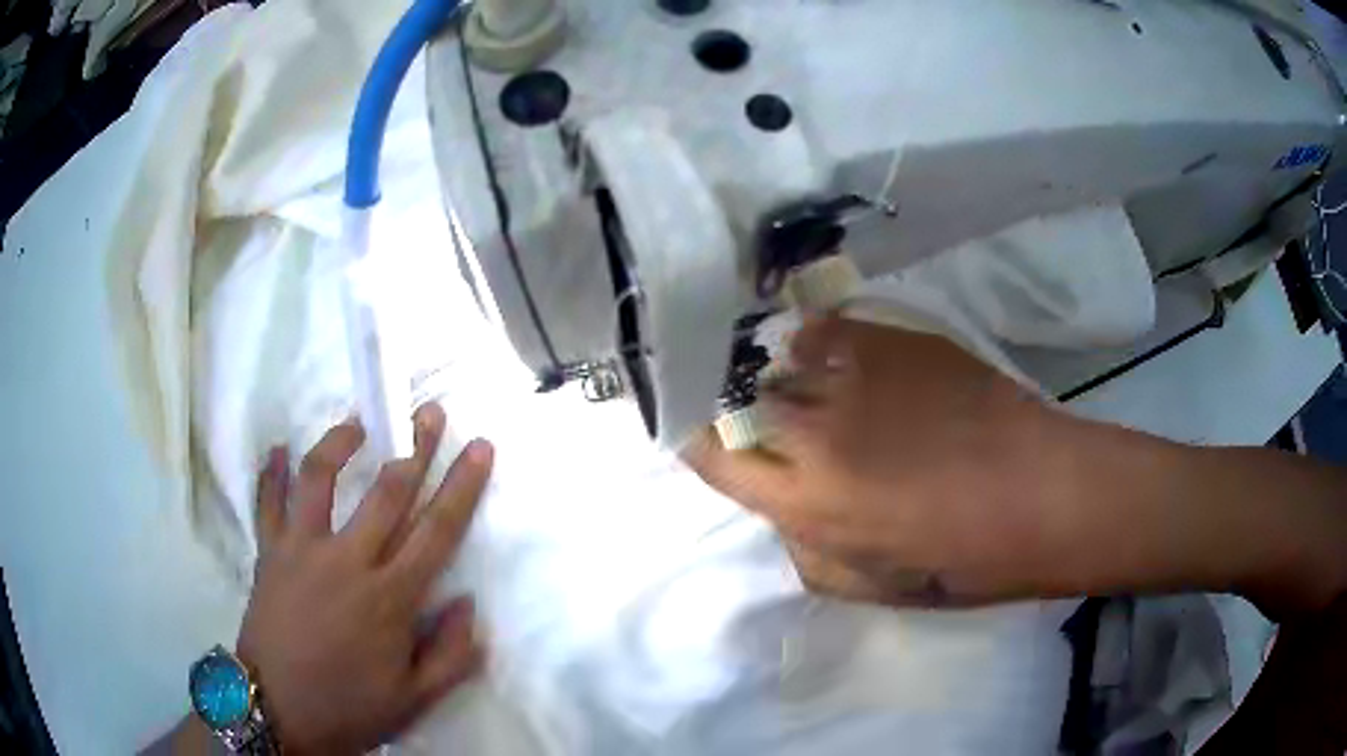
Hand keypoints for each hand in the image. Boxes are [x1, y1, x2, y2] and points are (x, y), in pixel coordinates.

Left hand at [236, 404, 493, 754]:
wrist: (276, 712)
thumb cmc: (348, 708)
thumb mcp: (413, 701)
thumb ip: (451, 656)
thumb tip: (468, 604)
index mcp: (389, 599)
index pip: (436, 532)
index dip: (461, 486)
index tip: (479, 446)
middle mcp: (346, 561)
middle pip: (386, 492)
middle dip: (414, 447)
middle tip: (428, 412)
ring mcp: (301, 551)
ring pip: (320, 479)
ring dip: (340, 443)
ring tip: (356, 422)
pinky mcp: (268, 553)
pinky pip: (267, 502)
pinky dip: (272, 473)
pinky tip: (279, 449)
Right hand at [685, 315, 1150, 606]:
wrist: (1041, 494)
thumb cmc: (964, 559)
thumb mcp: (871, 588)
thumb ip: (807, 552)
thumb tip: (785, 512)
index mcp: (805, 502)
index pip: (713, 456)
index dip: (700, 443)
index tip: (709, 441)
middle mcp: (814, 432)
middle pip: (739, 402)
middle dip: (741, 413)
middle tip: (766, 424)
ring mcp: (853, 377)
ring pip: (779, 364)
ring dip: (781, 381)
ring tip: (805, 391)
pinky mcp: (891, 342)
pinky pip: (824, 329)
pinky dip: (817, 343)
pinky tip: (836, 357)